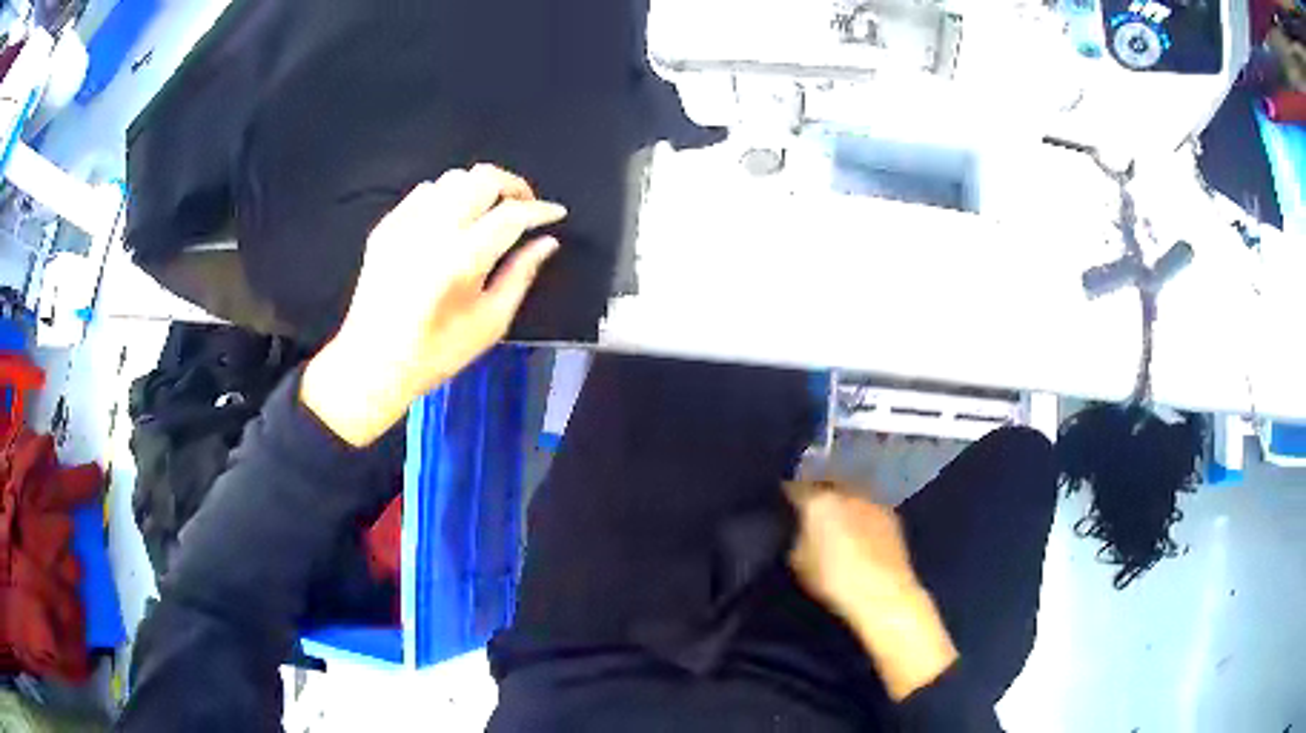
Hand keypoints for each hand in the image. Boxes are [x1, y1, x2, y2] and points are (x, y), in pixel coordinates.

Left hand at [302, 164, 565, 445]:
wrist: (372, 363)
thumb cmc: (436, 352)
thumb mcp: (490, 323)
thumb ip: (520, 275)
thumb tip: (545, 242)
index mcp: (463, 258)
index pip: (512, 214)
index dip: (540, 209)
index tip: (555, 213)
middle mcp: (433, 230)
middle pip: (483, 179)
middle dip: (513, 186)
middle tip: (524, 207)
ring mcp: (405, 224)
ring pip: (453, 178)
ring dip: (479, 188)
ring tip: (488, 212)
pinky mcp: (387, 226)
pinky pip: (423, 192)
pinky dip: (446, 196)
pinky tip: (450, 220)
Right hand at [786, 481, 957, 701]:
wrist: (883, 593)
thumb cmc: (833, 580)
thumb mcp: (798, 562)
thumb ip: (798, 537)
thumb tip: (802, 529)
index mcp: (819, 501)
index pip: (797, 487)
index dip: (789, 495)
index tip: (785, 504)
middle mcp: (847, 492)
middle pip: (827, 485)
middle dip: (819, 495)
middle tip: (811, 513)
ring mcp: (873, 502)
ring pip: (851, 495)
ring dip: (843, 504)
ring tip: (837, 523)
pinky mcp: (892, 516)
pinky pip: (869, 509)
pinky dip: (861, 516)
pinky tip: (859, 533)